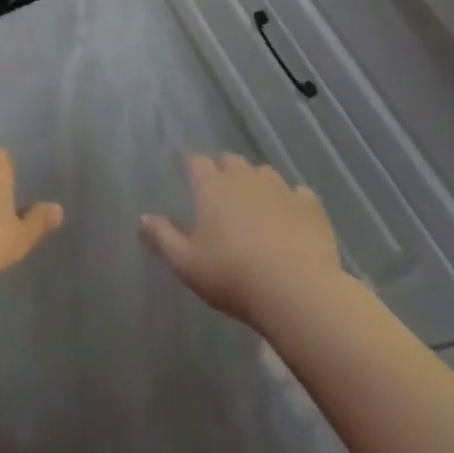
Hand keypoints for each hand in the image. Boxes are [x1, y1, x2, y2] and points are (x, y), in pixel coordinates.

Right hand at [141, 153, 341, 325]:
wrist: (297, 291)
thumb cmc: (232, 276)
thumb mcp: (186, 263)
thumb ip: (162, 237)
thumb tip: (143, 217)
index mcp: (212, 186)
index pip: (196, 161)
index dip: (191, 165)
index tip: (188, 174)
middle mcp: (245, 177)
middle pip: (231, 161)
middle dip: (224, 171)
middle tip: (221, 194)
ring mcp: (280, 188)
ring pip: (264, 173)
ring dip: (257, 183)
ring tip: (256, 205)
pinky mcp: (310, 205)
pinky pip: (298, 193)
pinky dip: (292, 201)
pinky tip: (291, 218)